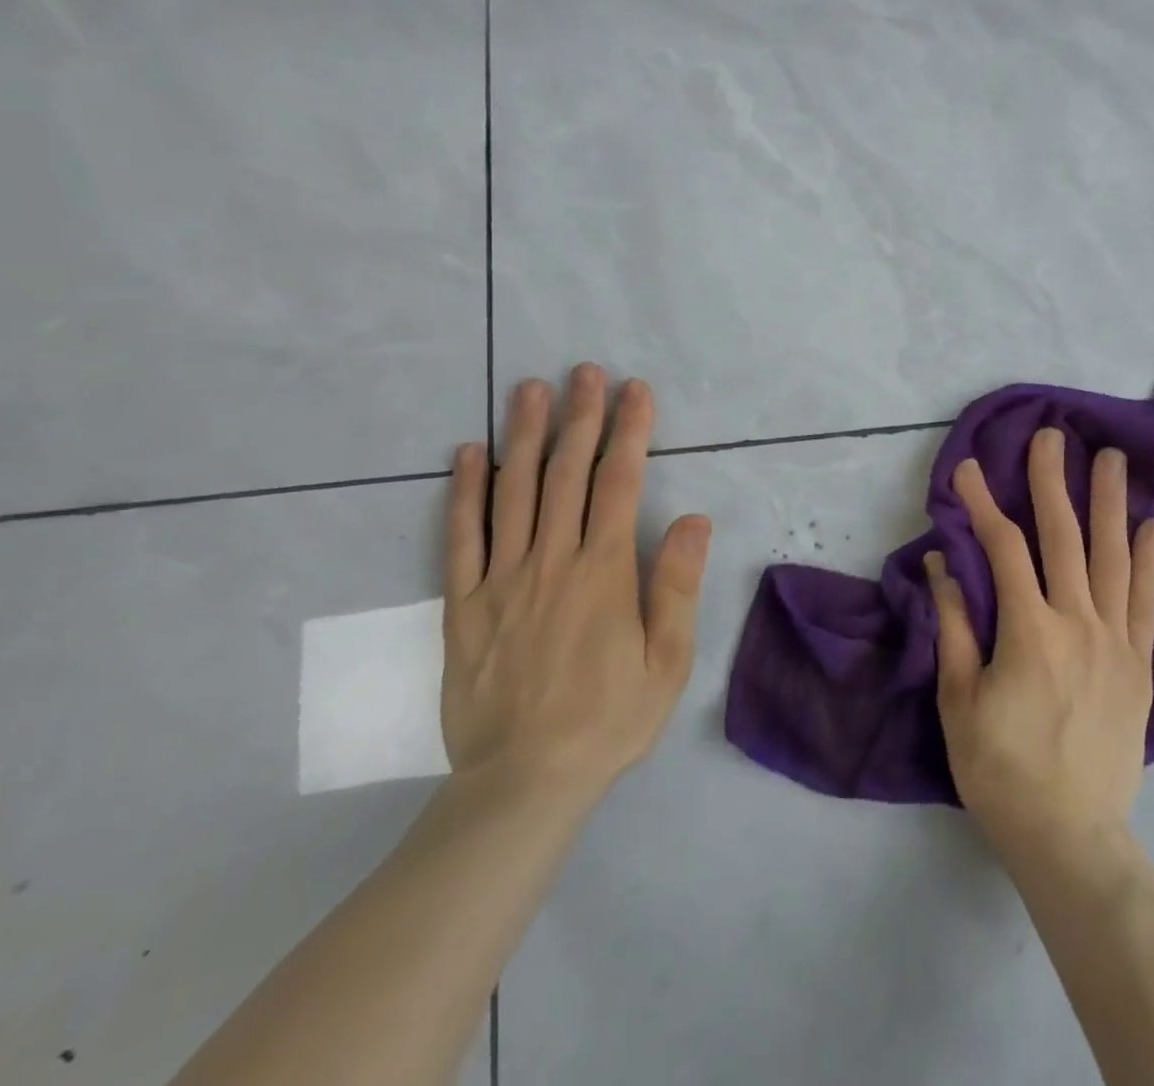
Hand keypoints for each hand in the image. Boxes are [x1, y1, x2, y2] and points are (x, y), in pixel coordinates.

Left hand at [440, 365, 711, 813]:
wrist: (524, 782)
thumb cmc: (610, 719)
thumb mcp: (668, 661)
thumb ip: (677, 585)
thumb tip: (693, 519)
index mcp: (604, 573)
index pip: (619, 484)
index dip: (630, 432)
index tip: (635, 391)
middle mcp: (552, 562)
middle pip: (565, 474)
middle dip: (579, 417)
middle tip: (584, 372)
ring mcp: (502, 580)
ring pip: (512, 492)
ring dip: (523, 435)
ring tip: (529, 389)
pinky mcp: (463, 604)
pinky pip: (461, 537)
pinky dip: (464, 490)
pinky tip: (468, 452)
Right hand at [926, 429, 1153, 854]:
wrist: (1071, 836)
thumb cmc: (1001, 769)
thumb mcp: (959, 700)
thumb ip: (954, 625)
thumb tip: (943, 563)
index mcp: (1029, 631)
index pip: (1003, 549)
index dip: (981, 503)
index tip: (966, 467)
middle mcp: (1078, 623)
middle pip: (1064, 537)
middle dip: (1052, 481)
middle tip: (1051, 435)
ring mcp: (1116, 642)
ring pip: (1113, 558)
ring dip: (1110, 504)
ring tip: (1112, 459)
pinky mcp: (1139, 665)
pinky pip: (1145, 601)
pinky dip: (1148, 560)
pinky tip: (1152, 525)